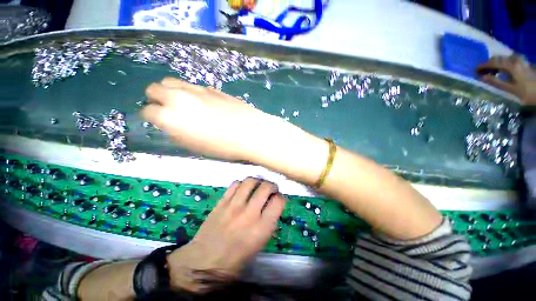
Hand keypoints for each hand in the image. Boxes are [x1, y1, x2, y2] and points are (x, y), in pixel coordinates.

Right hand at [142, 77, 280, 160]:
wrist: (249, 132)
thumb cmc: (223, 146)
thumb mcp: (194, 146)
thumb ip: (177, 132)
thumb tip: (171, 125)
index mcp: (169, 117)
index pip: (147, 111)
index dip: (151, 117)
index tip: (157, 122)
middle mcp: (178, 98)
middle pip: (154, 88)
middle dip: (156, 99)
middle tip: (167, 109)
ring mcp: (196, 90)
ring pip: (172, 82)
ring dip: (171, 91)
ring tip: (183, 104)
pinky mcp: (211, 88)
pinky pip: (193, 87)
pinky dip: (191, 93)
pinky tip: (203, 103)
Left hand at [166, 178, 285, 292]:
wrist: (203, 263)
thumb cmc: (235, 260)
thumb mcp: (259, 245)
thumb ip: (268, 223)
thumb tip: (272, 207)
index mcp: (262, 228)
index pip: (278, 201)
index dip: (280, 198)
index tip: (277, 199)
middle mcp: (249, 213)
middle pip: (266, 187)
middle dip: (271, 185)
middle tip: (270, 189)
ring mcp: (234, 206)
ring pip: (250, 181)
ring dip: (257, 181)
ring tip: (257, 186)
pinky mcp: (221, 202)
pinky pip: (235, 184)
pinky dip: (242, 184)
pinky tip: (242, 189)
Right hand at [477, 55, 535, 104]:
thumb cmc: (527, 92)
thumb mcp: (511, 89)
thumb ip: (496, 82)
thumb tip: (482, 77)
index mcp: (510, 65)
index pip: (492, 62)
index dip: (482, 66)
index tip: (474, 71)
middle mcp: (514, 59)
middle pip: (498, 58)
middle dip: (489, 64)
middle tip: (482, 72)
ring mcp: (520, 60)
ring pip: (504, 58)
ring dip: (496, 63)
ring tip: (492, 71)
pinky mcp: (523, 62)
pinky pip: (510, 59)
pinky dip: (504, 63)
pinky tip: (504, 69)